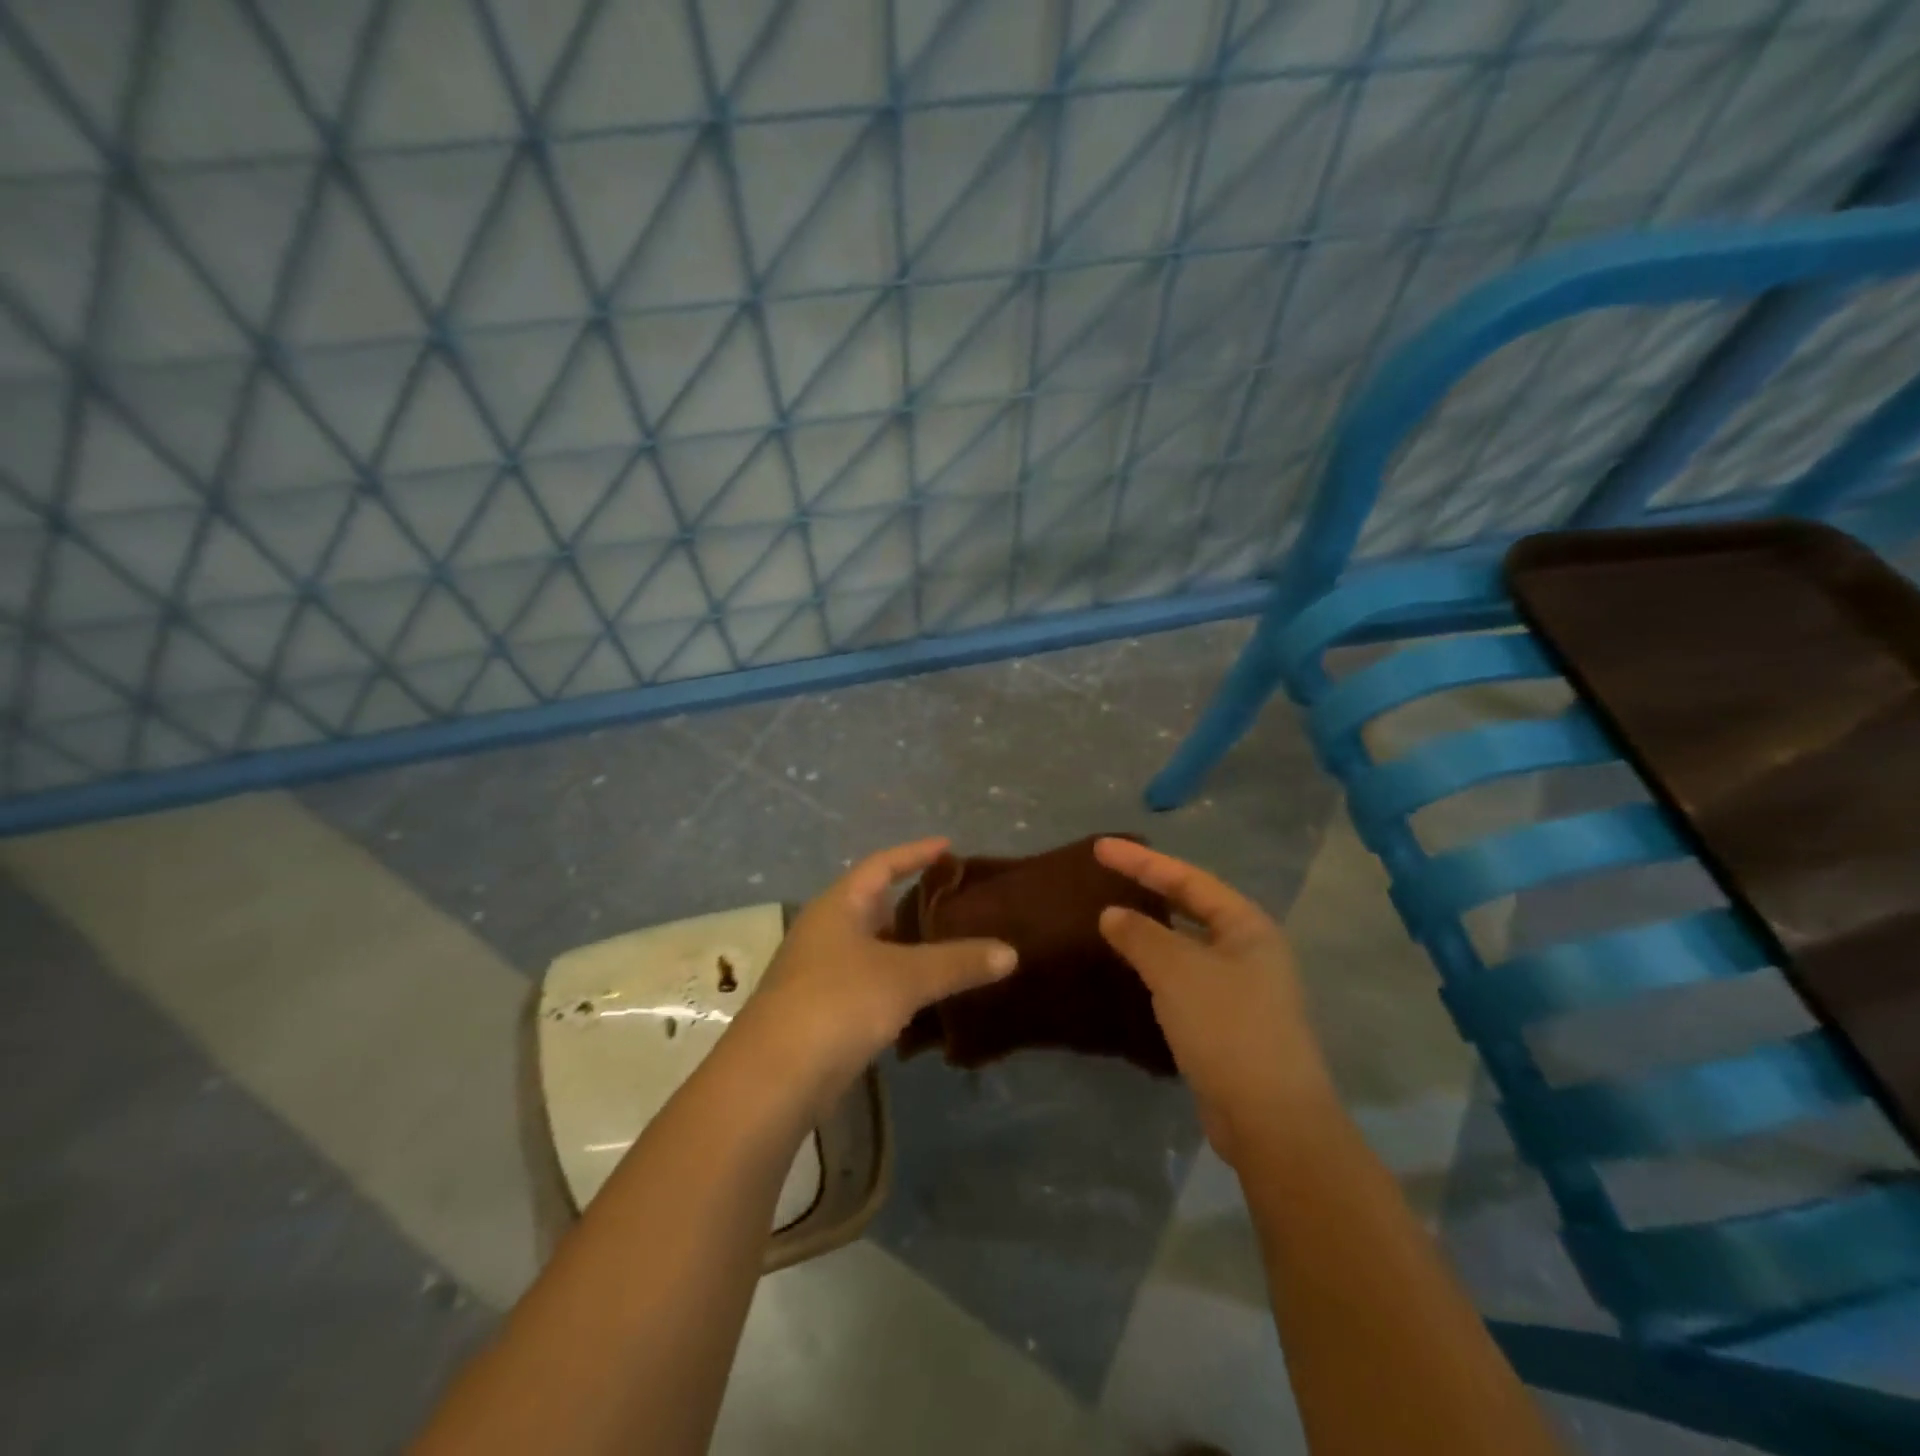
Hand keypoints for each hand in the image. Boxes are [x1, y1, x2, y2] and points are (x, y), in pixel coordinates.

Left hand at [732, 838, 1017, 1116]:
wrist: (774, 1078)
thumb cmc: (839, 1003)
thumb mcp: (906, 977)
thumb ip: (958, 962)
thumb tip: (1011, 952)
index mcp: (838, 906)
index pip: (881, 866)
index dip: (915, 853)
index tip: (947, 847)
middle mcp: (824, 932)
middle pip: (873, 906)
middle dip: (912, 904)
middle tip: (954, 904)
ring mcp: (818, 973)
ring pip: (871, 949)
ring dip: (905, 950)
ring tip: (947, 950)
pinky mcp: (819, 1012)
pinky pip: (866, 984)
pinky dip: (894, 985)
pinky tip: (921, 1000)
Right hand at [1095, 837, 1333, 1164]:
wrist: (1270, 1120)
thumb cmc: (1227, 1027)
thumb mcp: (1177, 971)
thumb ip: (1140, 935)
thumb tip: (1111, 914)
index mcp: (1248, 926)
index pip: (1188, 879)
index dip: (1142, 861)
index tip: (1100, 848)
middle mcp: (1249, 951)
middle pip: (1191, 906)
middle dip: (1150, 888)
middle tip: (1106, 875)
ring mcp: (1242, 989)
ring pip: (1187, 945)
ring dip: (1151, 929)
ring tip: (1112, 917)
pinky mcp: (1227, 1024)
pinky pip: (1184, 979)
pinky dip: (1156, 967)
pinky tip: (1131, 970)